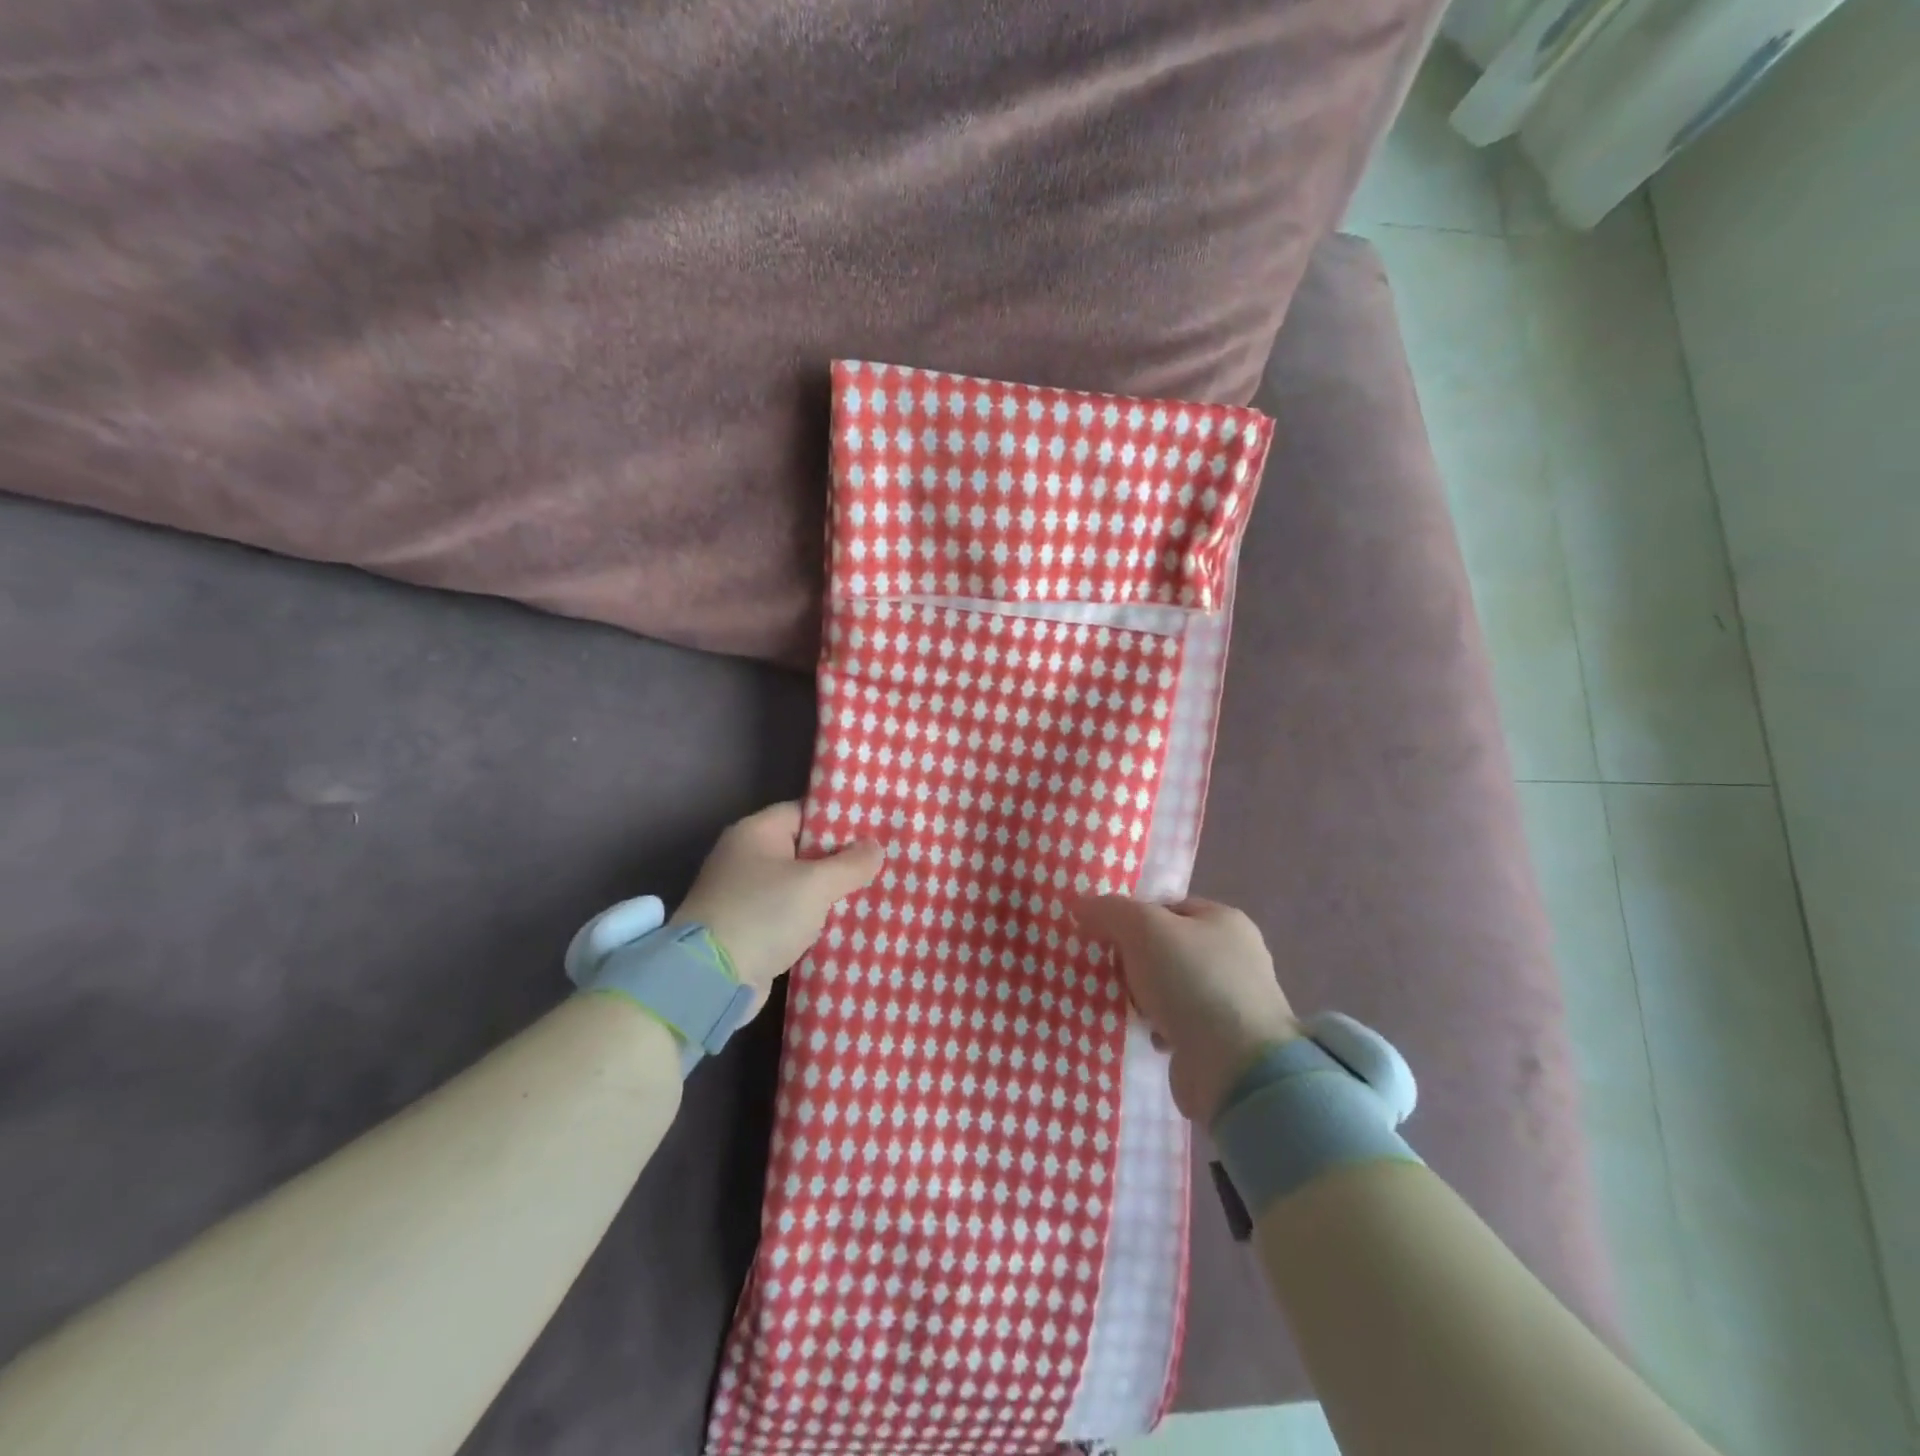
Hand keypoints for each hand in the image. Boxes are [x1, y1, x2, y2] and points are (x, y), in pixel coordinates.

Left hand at [671, 803, 883, 1003]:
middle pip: (804, 849)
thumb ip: (850, 864)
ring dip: (828, 893)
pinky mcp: (748, 928)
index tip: (874, 832)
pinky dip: (812, 918)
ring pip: (799, 885)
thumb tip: (875, 847)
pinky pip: (789, 914)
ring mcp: (745, 894)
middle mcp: (746, 857)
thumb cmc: (763, 914)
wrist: (710, 979)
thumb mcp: (815, 884)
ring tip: (871, 894)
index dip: (839, 821)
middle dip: (840, 860)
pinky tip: (844, 924)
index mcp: (756, 832)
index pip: (805, 813)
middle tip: (880, 865)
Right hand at [1073, 896, 1301, 1123]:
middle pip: (1165, 947)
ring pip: (1169, 986)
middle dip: (1134, 960)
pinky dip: (1158, 1027)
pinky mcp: (1224, 1041)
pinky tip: (1145, 1033)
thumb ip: (1110, 910)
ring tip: (1122, 1004)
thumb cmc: (1191, 981)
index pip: (1167, 907)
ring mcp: (1232, 1000)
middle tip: (1108, 971)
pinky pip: (1178, 1022)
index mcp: (1224, 920)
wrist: (1234, 1067)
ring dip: (1143, 996)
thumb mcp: (1143, 929)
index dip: (1132, 917)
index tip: (1103, 936)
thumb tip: (1080, 905)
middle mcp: (1234, 956)